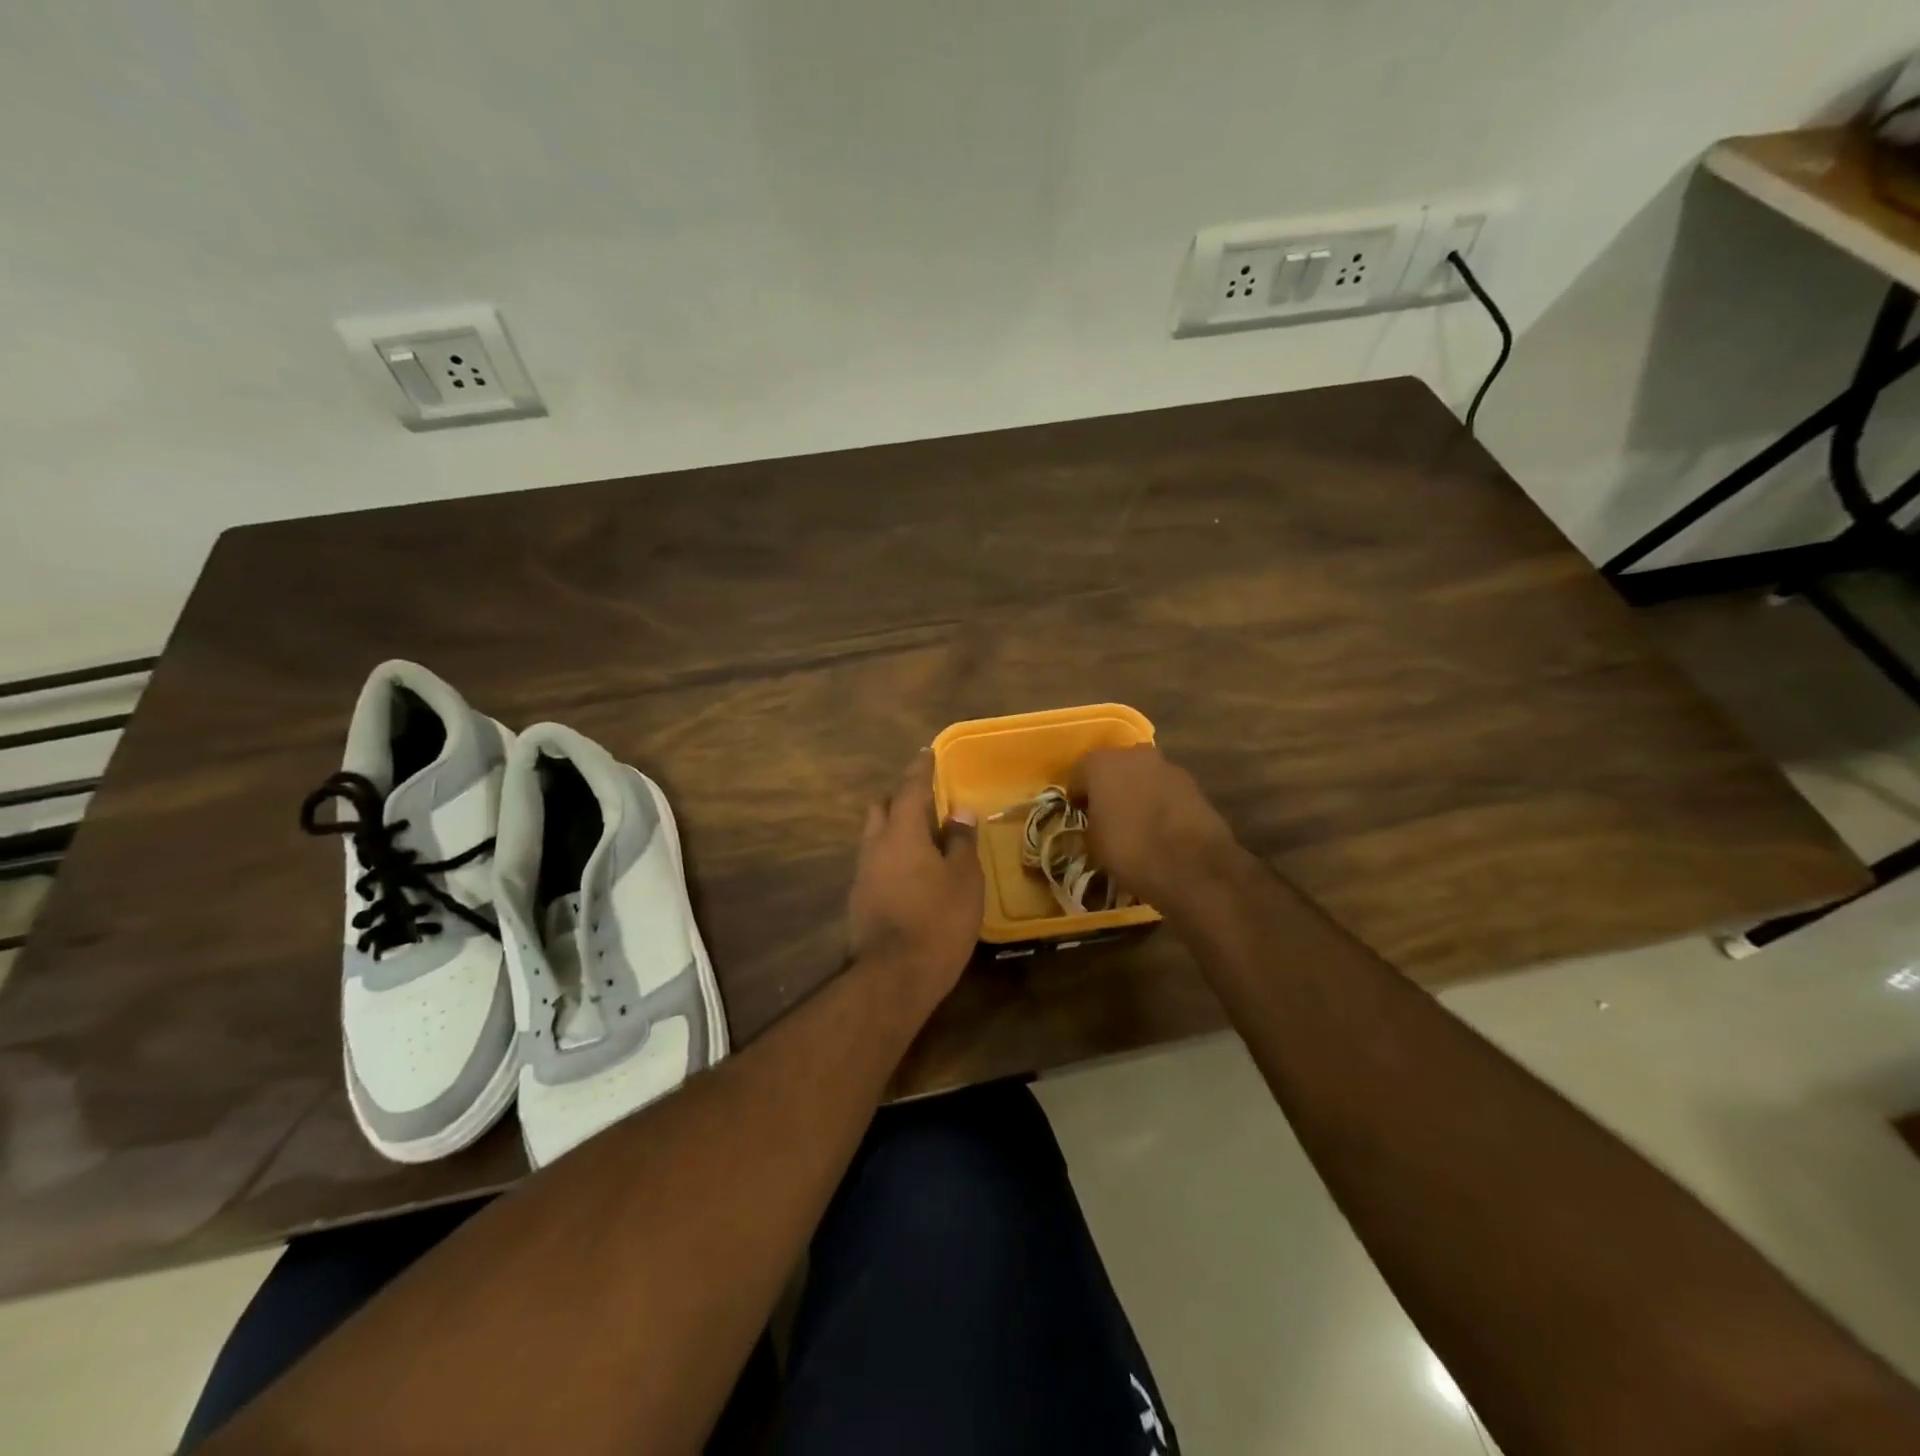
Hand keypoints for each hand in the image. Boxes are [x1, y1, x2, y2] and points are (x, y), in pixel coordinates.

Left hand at [847, 753, 983, 1007]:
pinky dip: (892, 855)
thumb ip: (961, 842)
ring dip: (895, 828)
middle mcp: (875, 845)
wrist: (893, 976)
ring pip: (876, 836)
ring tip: (924, 838)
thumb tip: (959, 813)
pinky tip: (912, 873)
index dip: (920, 769)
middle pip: (882, 808)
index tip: (927, 753)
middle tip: (927, 801)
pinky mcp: (859, 898)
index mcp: (901, 832)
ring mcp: (863, 873)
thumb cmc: (938, 921)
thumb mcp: (964, 879)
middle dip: (901, 798)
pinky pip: (876, 862)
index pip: (909, 788)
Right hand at [1075, 745, 1237, 906]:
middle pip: (1114, 768)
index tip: (1079, 815)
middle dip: (1109, 787)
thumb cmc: (1128, 850)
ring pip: (1142, 776)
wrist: (1190, 865)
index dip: (1077, 796)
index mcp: (1101, 763)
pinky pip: (1165, 789)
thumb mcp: (1093, 844)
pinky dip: (1160, 802)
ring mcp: (1167, 766)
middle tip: (1107, 815)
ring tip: (1136, 822)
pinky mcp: (1193, 784)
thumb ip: (1089, 825)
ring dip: (1137, 792)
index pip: (1079, 774)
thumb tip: (1094, 824)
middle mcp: (1133, 754)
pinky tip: (1160, 827)